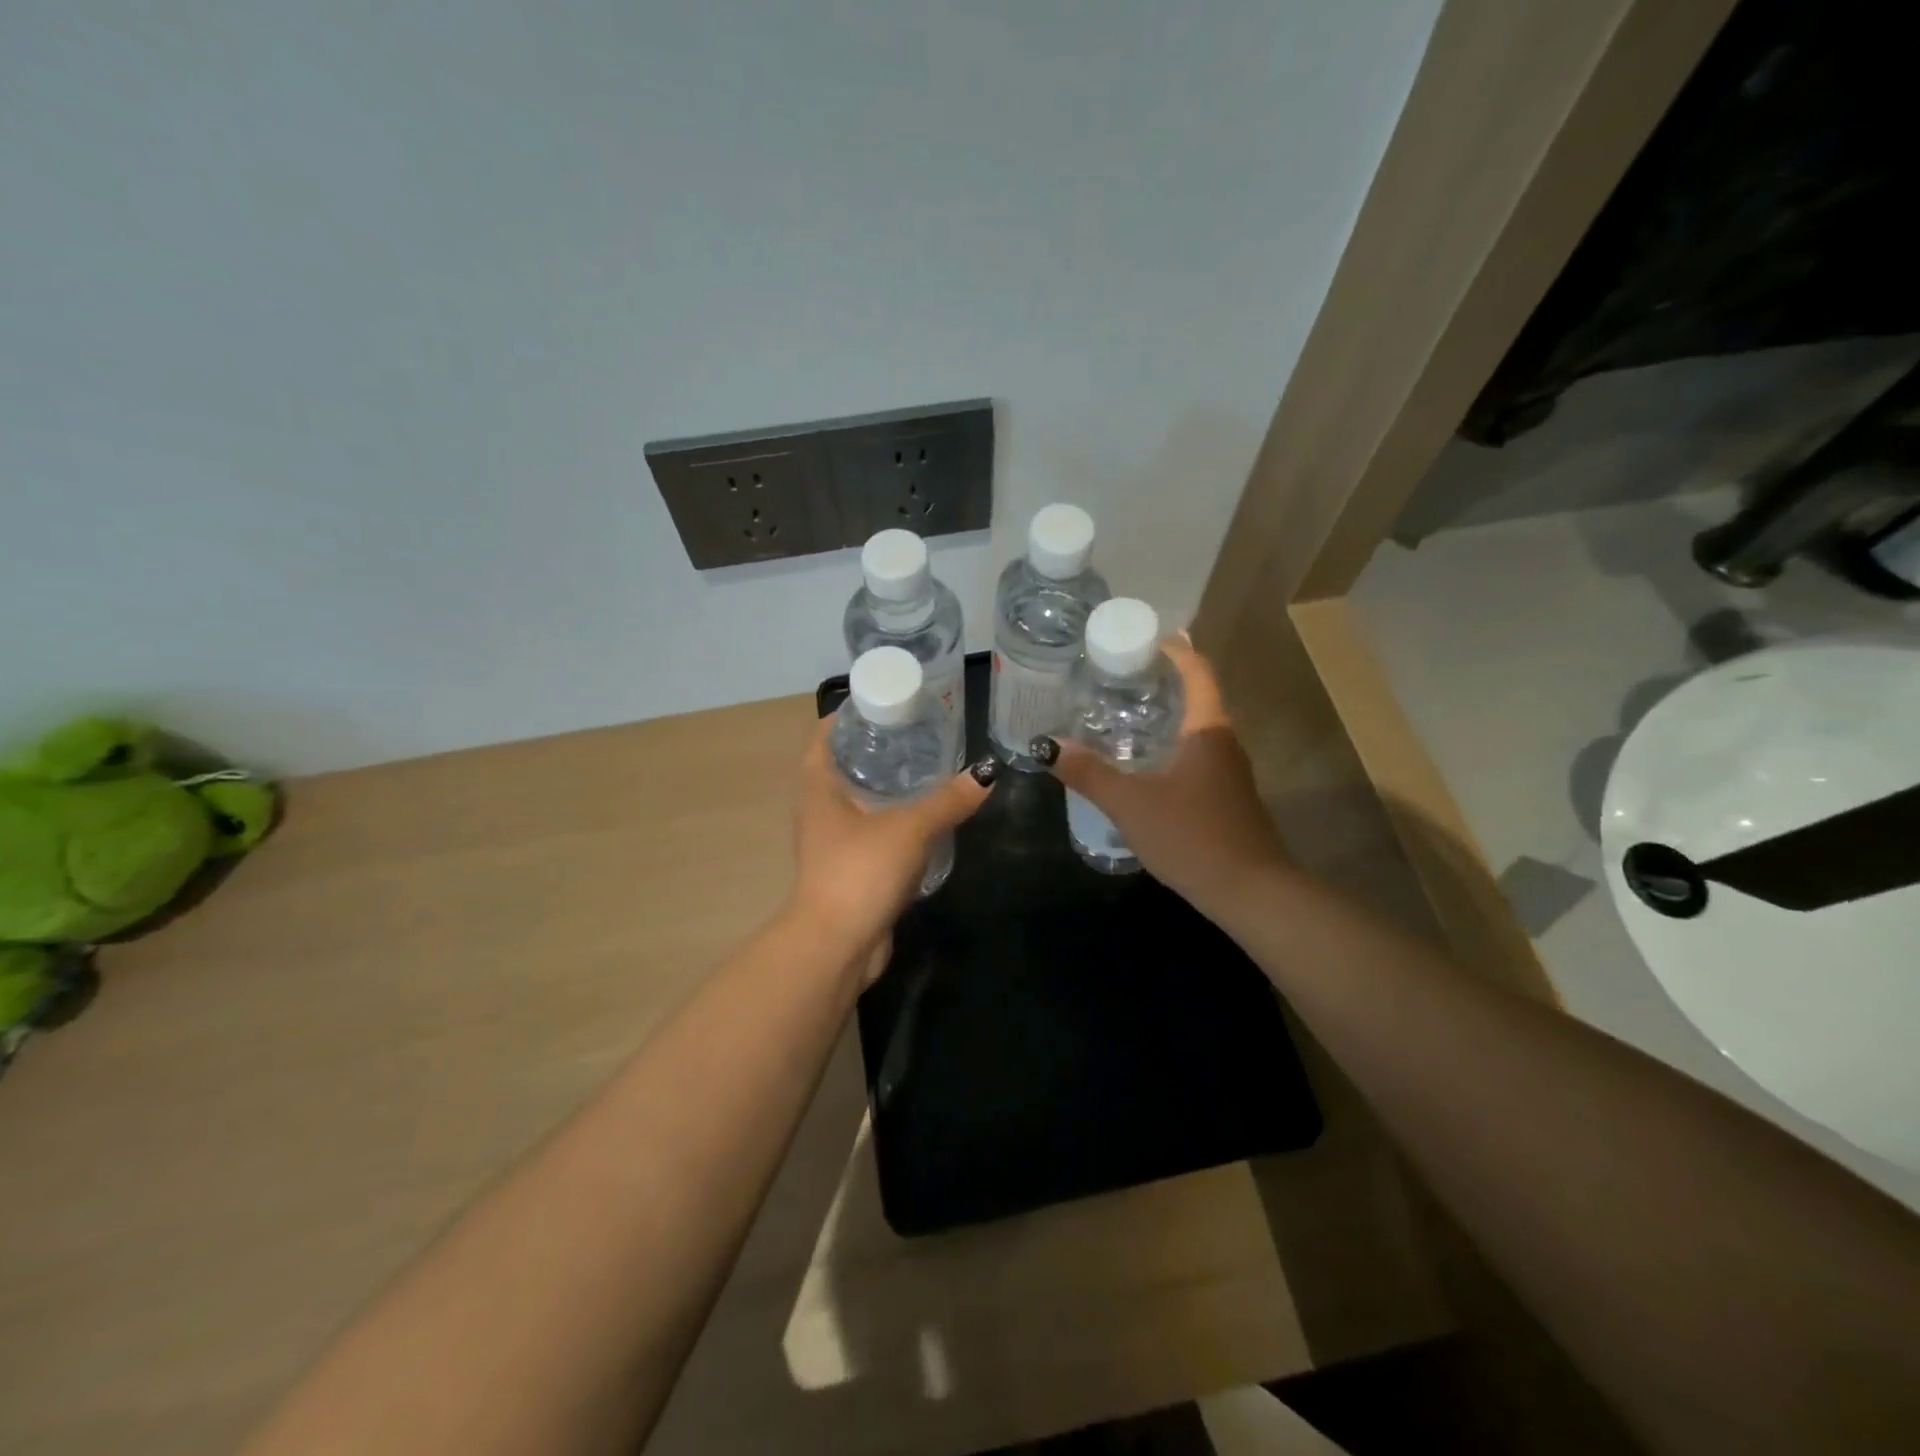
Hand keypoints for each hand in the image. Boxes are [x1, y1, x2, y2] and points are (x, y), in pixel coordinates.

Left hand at [790, 720, 995, 970]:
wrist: (837, 945)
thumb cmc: (860, 871)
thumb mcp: (910, 829)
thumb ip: (948, 801)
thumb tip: (986, 774)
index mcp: (819, 787)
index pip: (825, 735)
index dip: (849, 715)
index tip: (885, 702)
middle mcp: (819, 809)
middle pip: (845, 765)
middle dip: (877, 748)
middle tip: (918, 732)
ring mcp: (832, 841)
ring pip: (860, 801)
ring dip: (888, 786)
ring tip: (928, 768)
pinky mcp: (851, 867)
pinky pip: (873, 831)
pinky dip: (894, 820)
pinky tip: (926, 817)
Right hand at [1034, 638, 1288, 919]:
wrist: (1250, 892)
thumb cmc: (1192, 836)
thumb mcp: (1131, 804)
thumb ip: (1089, 773)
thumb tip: (1048, 745)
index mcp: (1208, 729)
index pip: (1198, 670)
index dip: (1174, 649)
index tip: (1143, 640)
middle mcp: (1224, 742)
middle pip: (1195, 697)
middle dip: (1159, 683)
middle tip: (1114, 679)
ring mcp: (1229, 772)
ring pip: (1194, 730)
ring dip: (1163, 718)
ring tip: (1118, 718)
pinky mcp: (1226, 798)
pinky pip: (1194, 757)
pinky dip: (1168, 748)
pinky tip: (1140, 766)